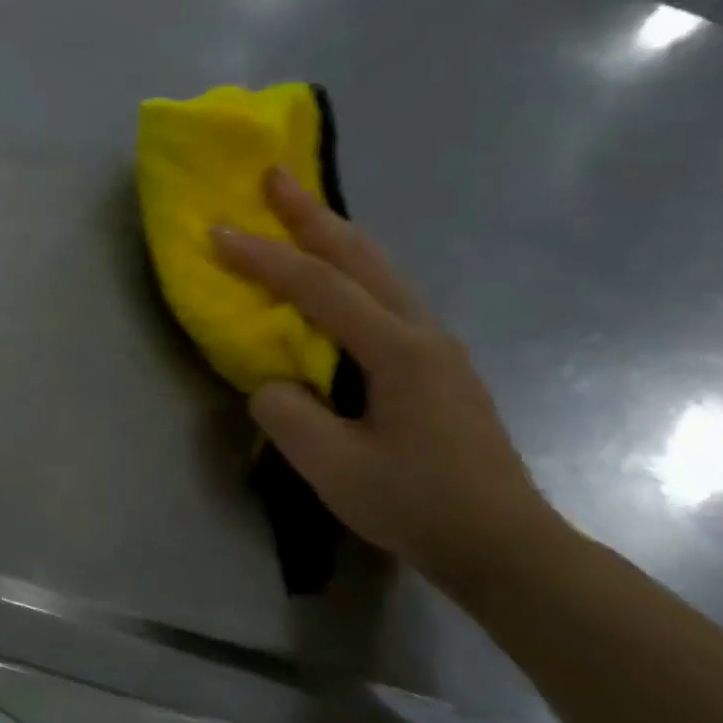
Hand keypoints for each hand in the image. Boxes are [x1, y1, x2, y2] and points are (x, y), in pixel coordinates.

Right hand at [212, 169, 558, 589]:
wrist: (504, 546)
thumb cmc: (417, 505)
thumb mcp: (331, 466)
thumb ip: (285, 413)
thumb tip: (273, 383)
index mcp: (398, 349)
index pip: (318, 287)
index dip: (264, 257)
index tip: (218, 232)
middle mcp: (423, 332)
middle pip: (362, 257)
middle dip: (313, 214)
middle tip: (277, 175)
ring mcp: (438, 347)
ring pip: (382, 272)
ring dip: (336, 238)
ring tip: (301, 214)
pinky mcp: (439, 367)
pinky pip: (388, 298)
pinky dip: (353, 273)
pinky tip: (338, 282)